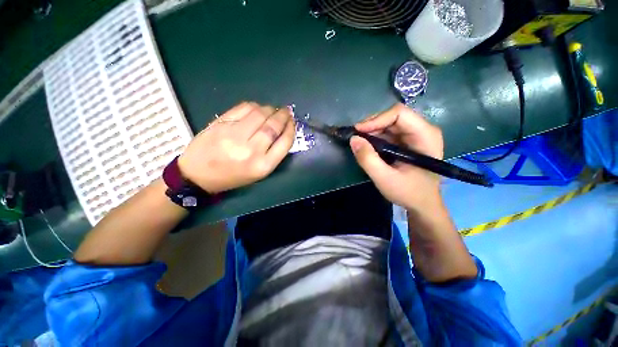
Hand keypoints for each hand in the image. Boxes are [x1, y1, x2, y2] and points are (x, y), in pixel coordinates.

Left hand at [178, 102, 294, 192]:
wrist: (198, 175)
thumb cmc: (233, 177)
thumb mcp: (258, 173)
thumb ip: (273, 154)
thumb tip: (283, 131)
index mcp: (263, 165)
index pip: (284, 142)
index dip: (291, 129)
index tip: (292, 122)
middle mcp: (251, 150)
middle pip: (273, 126)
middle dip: (283, 116)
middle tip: (287, 111)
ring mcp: (234, 135)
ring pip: (259, 114)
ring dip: (270, 108)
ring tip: (273, 109)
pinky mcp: (221, 123)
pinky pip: (243, 108)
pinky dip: (255, 106)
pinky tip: (258, 108)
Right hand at [350, 103, 443, 210]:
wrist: (422, 204)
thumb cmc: (409, 193)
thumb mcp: (385, 179)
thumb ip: (368, 159)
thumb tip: (353, 139)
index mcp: (425, 136)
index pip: (400, 114)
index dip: (377, 120)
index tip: (358, 132)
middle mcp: (423, 130)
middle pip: (393, 117)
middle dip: (372, 126)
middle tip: (356, 139)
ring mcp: (415, 135)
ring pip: (389, 123)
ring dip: (372, 132)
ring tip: (360, 144)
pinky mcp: (408, 141)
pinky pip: (388, 132)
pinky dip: (375, 138)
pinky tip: (368, 147)